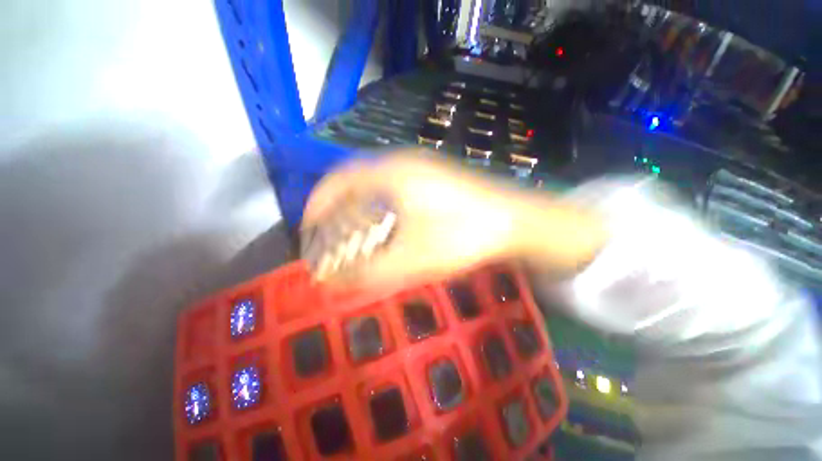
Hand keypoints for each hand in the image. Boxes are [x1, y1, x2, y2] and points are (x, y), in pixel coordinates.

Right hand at [301, 149, 604, 285]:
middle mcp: (403, 163)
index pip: (338, 180)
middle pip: (355, 180)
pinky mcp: (435, 178)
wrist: (514, 221)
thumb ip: (370, 272)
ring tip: (355, 232)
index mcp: (391, 174)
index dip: (318, 203)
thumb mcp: (412, 258)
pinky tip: (388, 224)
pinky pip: (395, 187)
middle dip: (337, 206)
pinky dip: (381, 205)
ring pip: (376, 183)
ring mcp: (421, 168)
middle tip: (331, 233)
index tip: (309, 227)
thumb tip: (332, 282)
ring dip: (360, 206)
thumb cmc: (463, 235)